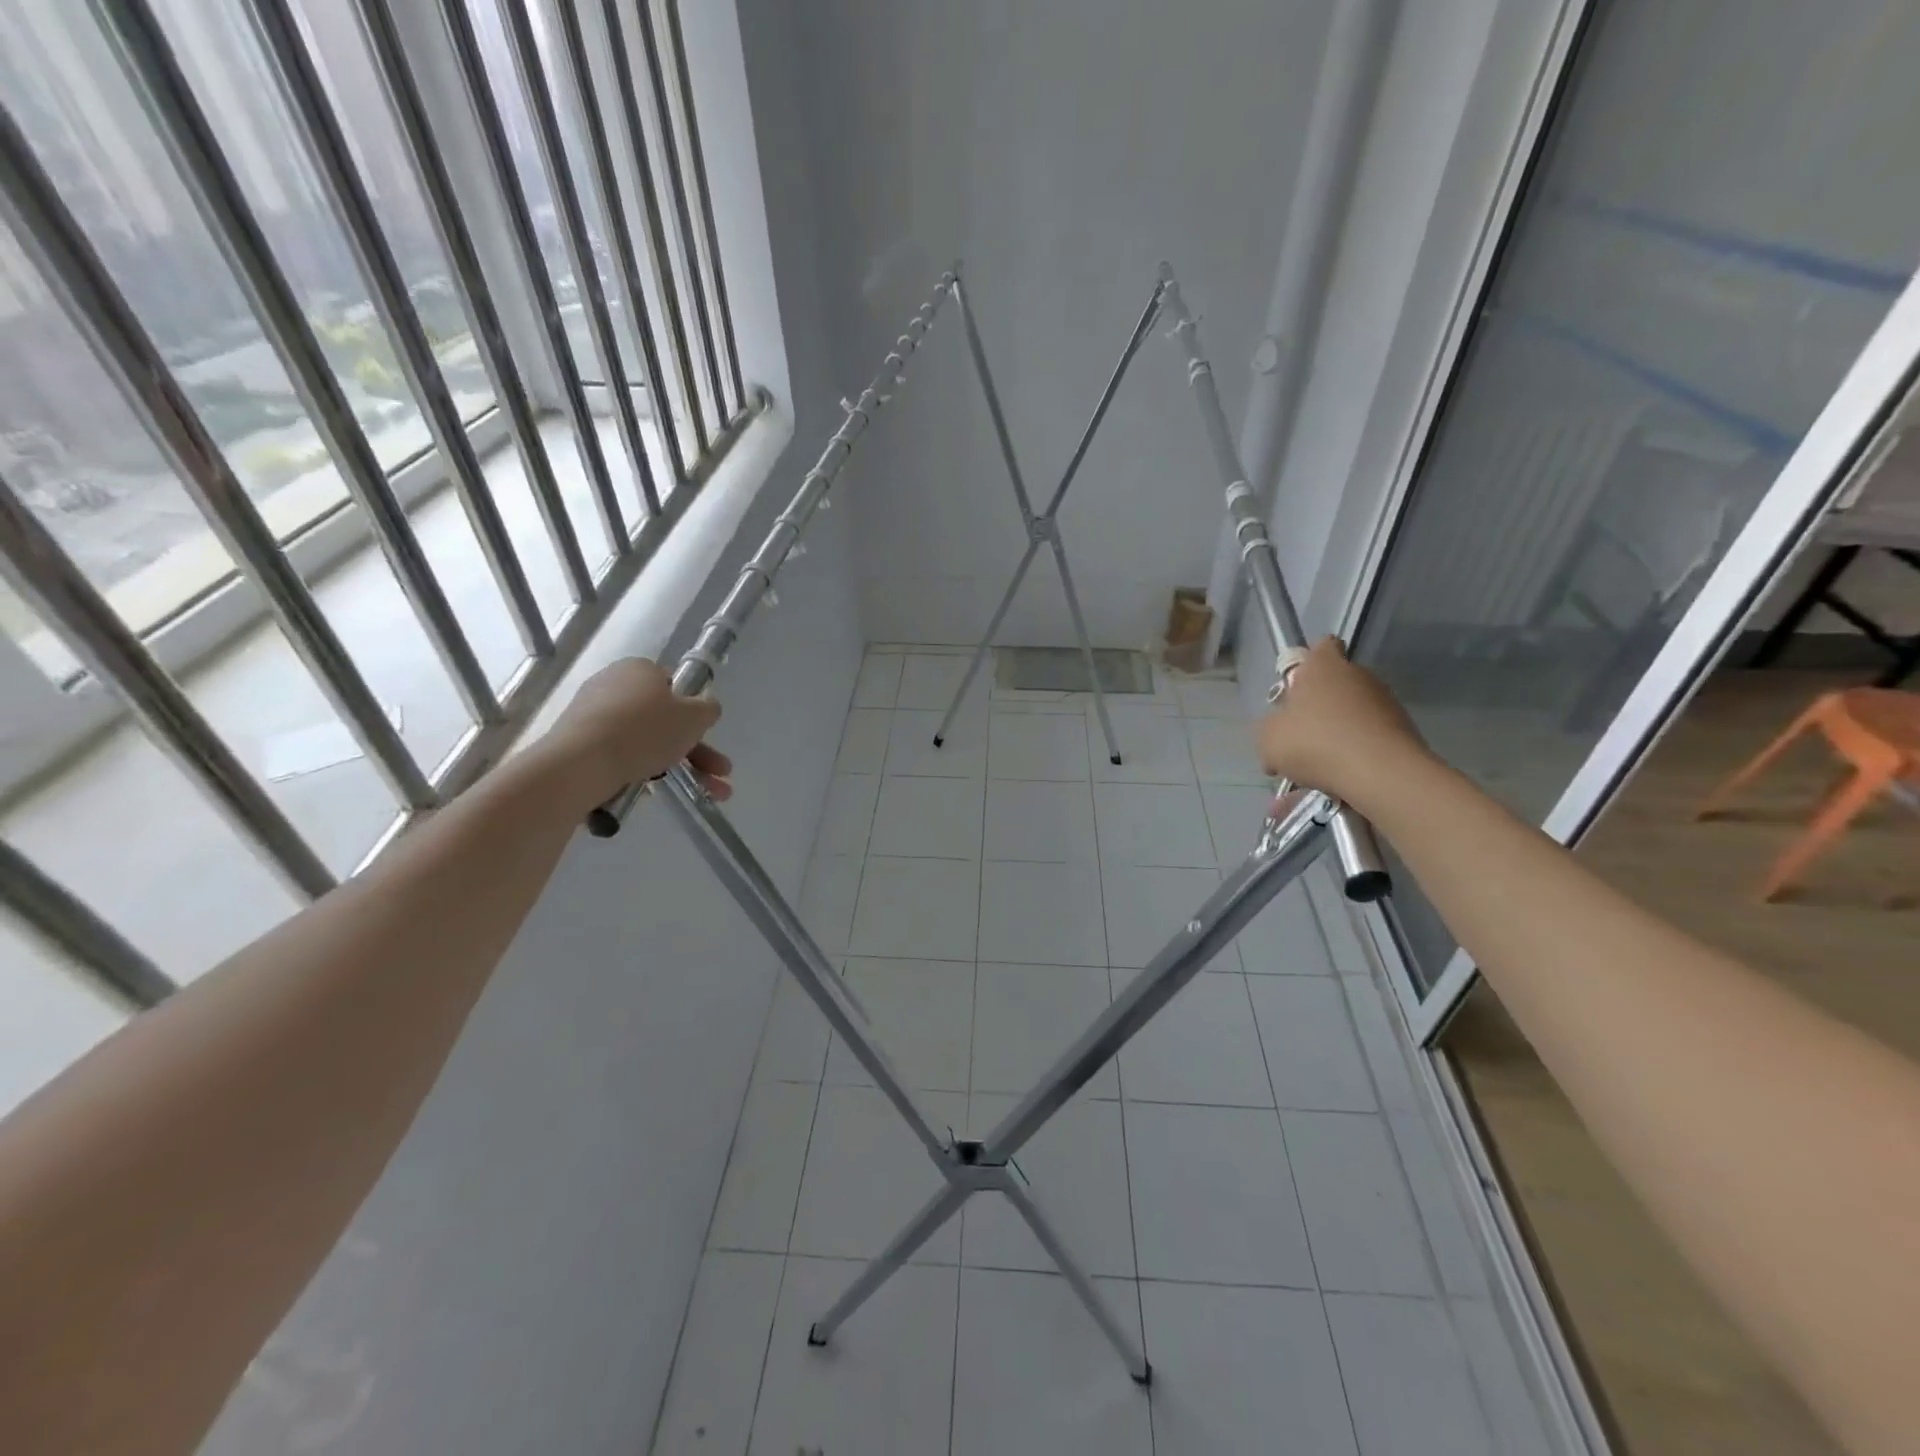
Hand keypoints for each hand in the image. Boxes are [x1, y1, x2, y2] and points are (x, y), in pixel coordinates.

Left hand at [542, 658, 731, 812]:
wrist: (579, 764)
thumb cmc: (644, 731)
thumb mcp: (694, 717)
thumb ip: (708, 709)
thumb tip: (706, 707)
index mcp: (640, 669)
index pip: (674, 685)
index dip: (692, 711)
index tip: (704, 735)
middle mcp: (613, 685)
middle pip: (663, 720)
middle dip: (697, 752)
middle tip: (718, 775)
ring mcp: (592, 715)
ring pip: (645, 741)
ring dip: (679, 768)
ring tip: (704, 796)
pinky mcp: (578, 743)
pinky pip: (619, 756)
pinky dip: (641, 772)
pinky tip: (654, 793)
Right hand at [1255, 638, 1427, 808]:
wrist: (1381, 774)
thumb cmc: (1315, 743)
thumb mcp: (1268, 739)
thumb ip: (1269, 729)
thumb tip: (1277, 735)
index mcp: (1324, 667)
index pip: (1321, 647)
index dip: (1307, 663)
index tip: (1295, 689)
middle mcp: (1358, 676)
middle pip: (1334, 685)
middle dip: (1317, 708)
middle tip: (1298, 737)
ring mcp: (1385, 703)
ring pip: (1351, 716)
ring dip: (1334, 736)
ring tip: (1316, 772)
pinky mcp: (1403, 731)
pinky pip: (1367, 741)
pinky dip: (1353, 757)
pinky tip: (1337, 785)